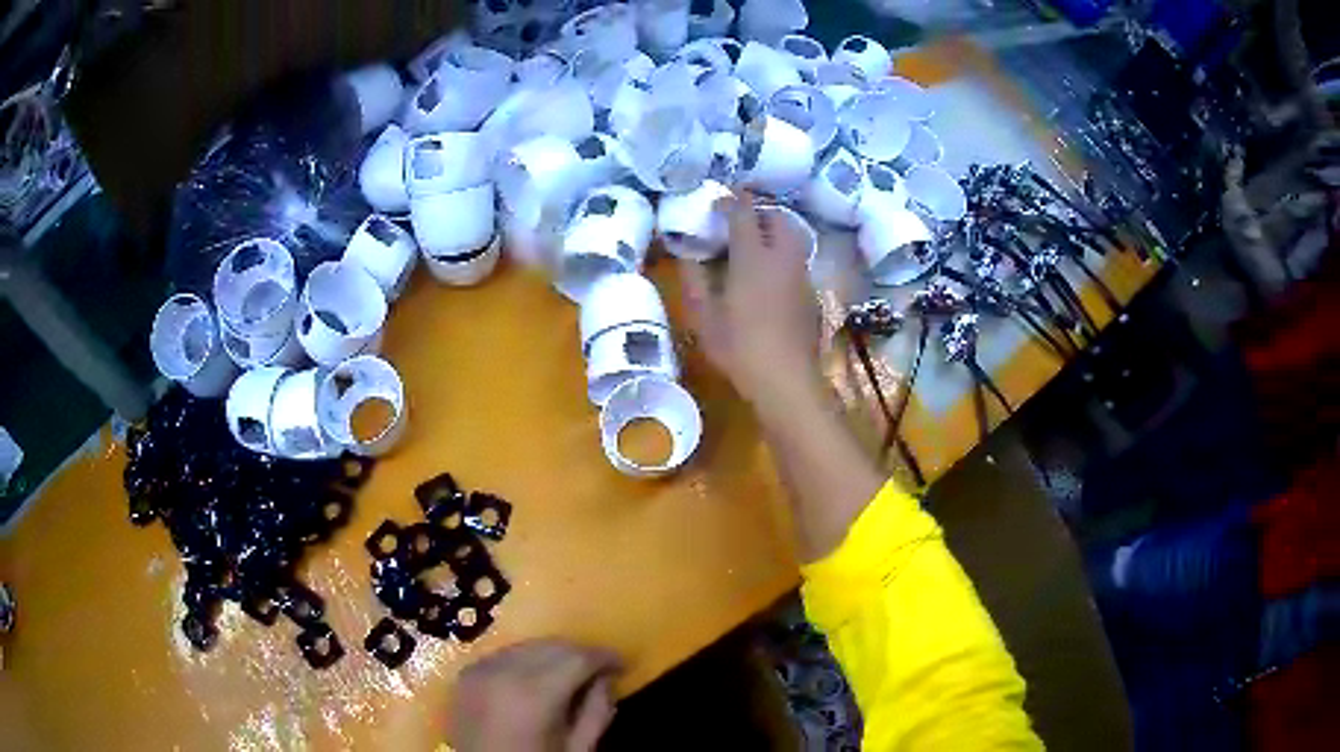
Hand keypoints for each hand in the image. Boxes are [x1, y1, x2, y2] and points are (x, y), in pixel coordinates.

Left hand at [450, 640, 621, 751]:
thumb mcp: (578, 749)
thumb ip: (597, 712)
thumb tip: (606, 678)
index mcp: (535, 694)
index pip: (578, 657)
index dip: (605, 656)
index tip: (622, 665)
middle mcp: (504, 671)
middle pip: (552, 645)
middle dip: (580, 654)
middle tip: (599, 672)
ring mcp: (480, 670)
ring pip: (528, 645)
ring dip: (553, 655)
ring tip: (569, 675)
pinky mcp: (466, 674)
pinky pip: (504, 655)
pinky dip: (526, 660)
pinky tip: (536, 679)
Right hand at [680, 192, 820, 409]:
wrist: (787, 380)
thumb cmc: (739, 347)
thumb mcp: (704, 317)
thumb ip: (693, 280)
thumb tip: (687, 256)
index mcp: (753, 256)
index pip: (744, 212)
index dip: (730, 201)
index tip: (718, 203)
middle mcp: (783, 258)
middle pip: (779, 218)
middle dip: (760, 212)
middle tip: (740, 222)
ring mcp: (802, 276)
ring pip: (793, 239)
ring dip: (775, 234)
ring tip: (755, 248)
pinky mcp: (812, 295)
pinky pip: (798, 263)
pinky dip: (784, 258)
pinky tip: (770, 280)